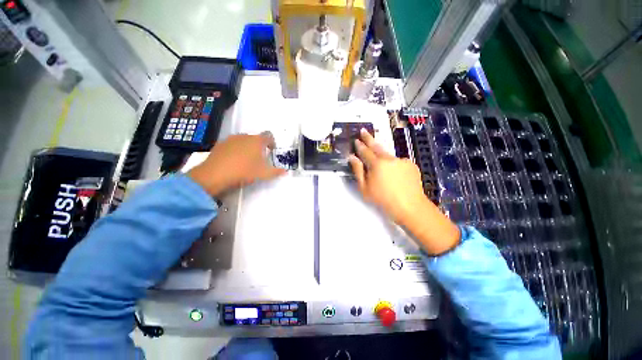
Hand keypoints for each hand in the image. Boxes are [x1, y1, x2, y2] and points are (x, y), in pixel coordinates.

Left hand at [188, 133, 285, 195]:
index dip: (272, 142)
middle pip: (256, 138)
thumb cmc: (244, 171)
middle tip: (260, 159)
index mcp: (257, 141)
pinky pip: (232, 145)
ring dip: (247, 148)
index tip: (272, 151)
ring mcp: (230, 139)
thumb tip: (285, 171)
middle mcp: (244, 136)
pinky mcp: (220, 144)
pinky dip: (236, 150)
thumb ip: (276, 172)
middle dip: (259, 147)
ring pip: (243, 141)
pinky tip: (234, 161)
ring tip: (247, 161)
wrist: (215, 174)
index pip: (268, 136)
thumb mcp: (263, 174)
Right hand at [349, 129, 459, 254]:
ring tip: (380, 165)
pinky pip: (398, 162)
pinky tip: (394, 176)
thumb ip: (358, 171)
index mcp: (376, 164)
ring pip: (388, 155)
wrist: (409, 206)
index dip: (360, 145)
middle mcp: (389, 158)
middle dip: (369, 139)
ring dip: (381, 155)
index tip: (356, 139)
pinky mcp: (410, 164)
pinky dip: (393, 165)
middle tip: (364, 131)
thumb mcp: (364, 188)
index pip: (365, 151)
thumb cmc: (382, 199)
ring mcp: (401, 160)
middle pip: (376, 146)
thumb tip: (352, 158)